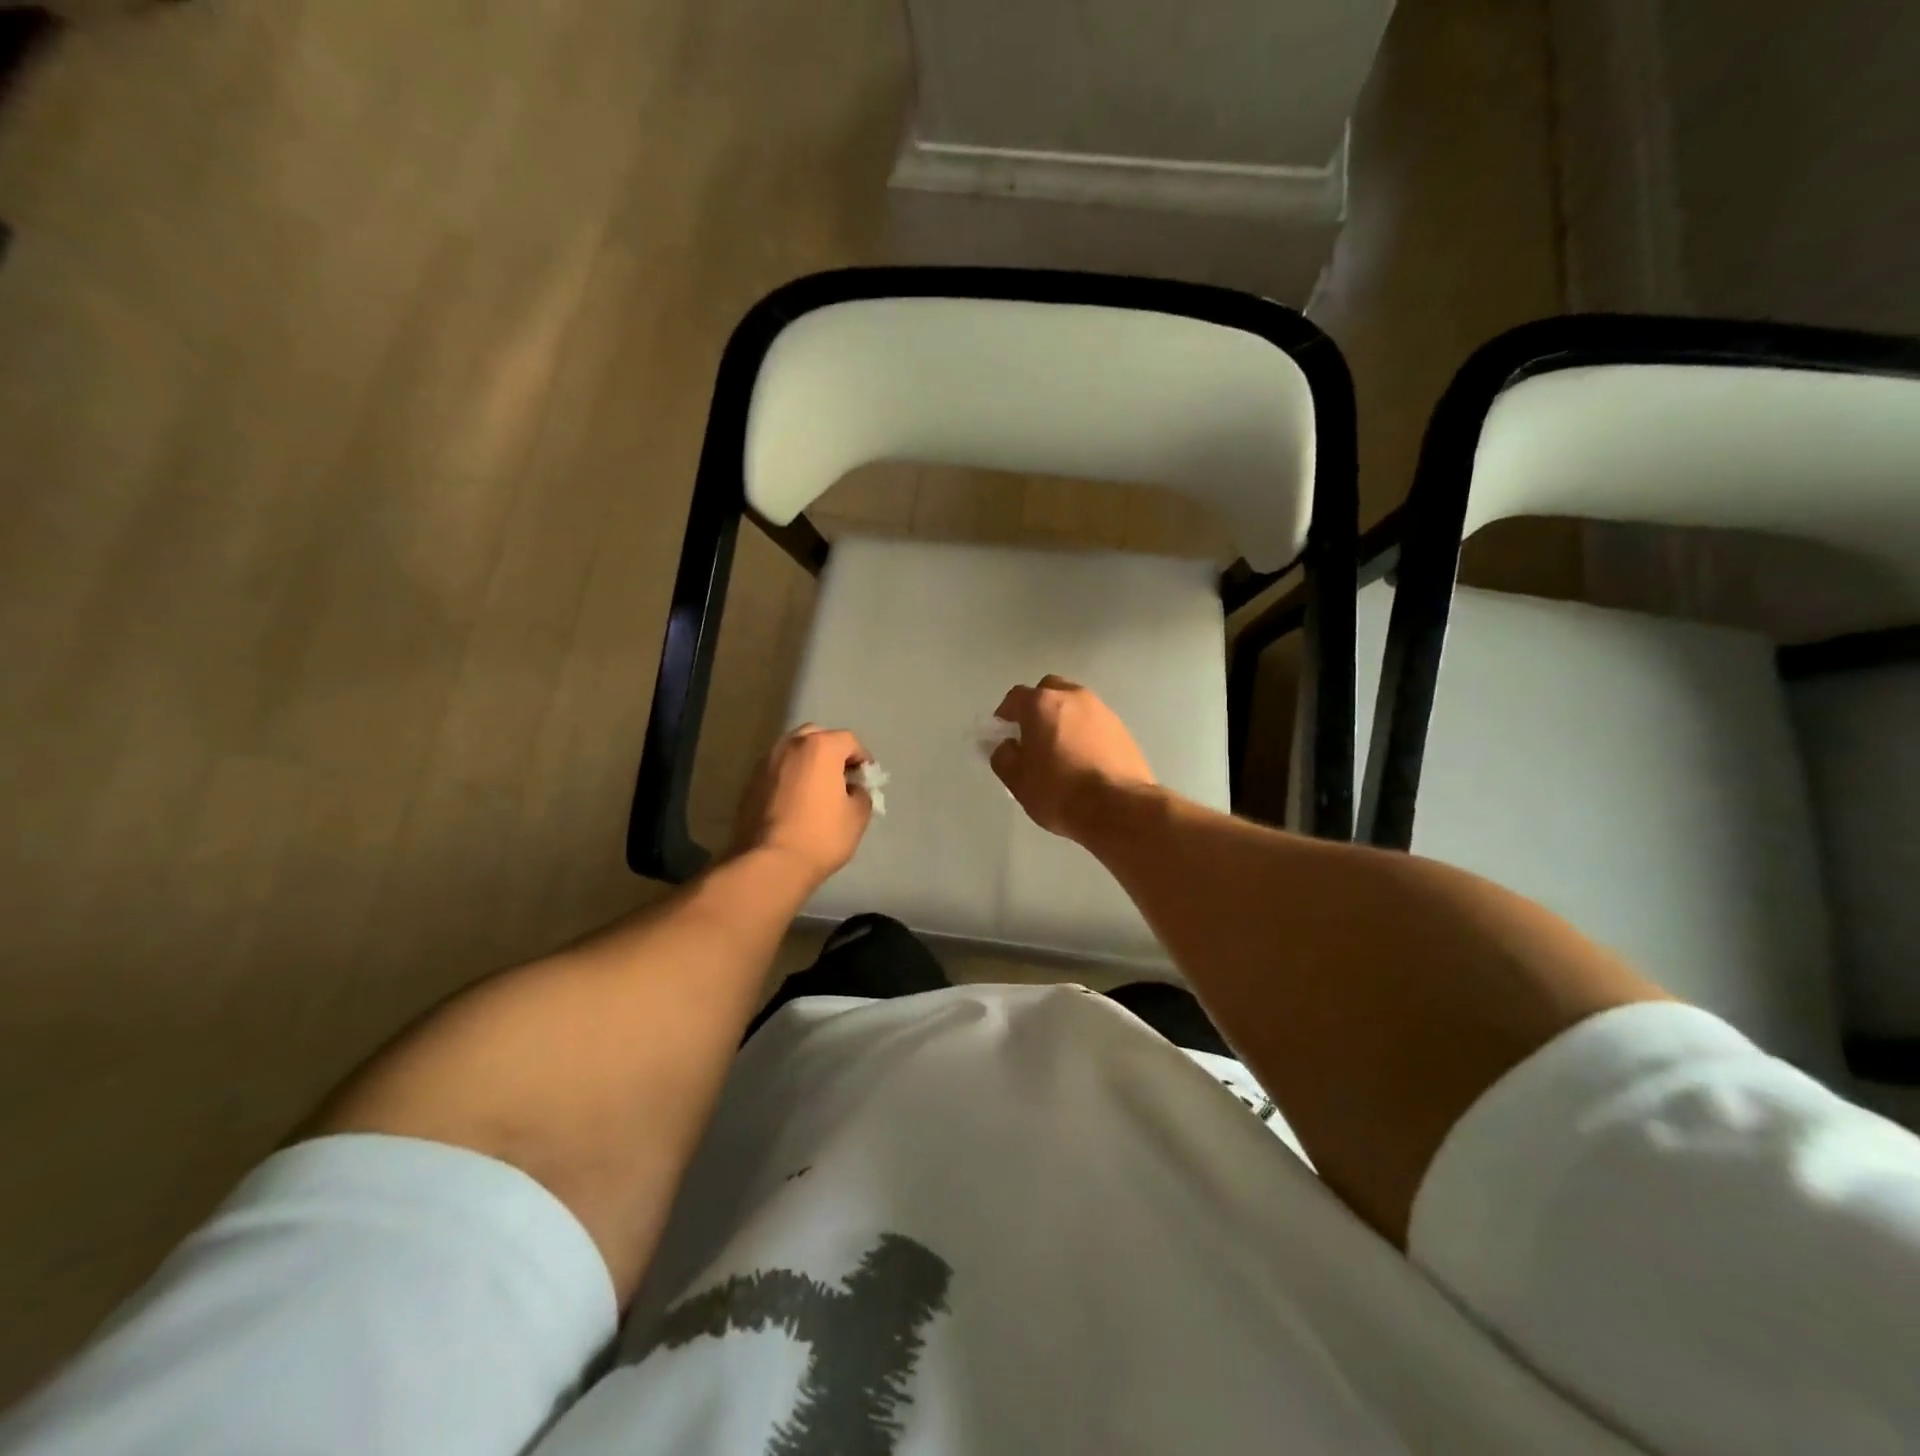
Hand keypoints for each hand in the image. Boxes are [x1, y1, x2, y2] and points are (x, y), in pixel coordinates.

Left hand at [730, 725, 874, 885]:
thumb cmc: (820, 836)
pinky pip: (776, 771)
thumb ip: (861, 794)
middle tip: (840, 777)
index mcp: (820, 747)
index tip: (866, 778)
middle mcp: (790, 746)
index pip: (849, 740)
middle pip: (816, 737)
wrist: (769, 863)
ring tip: (816, 789)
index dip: (862, 758)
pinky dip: (789, 778)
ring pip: (792, 752)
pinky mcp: (749, 783)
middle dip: (831, 752)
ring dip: (807, 763)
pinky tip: (794, 802)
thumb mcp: (858, 816)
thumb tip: (852, 790)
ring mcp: (765, 763)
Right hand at [989, 675, 1153, 839]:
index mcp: (1042, 704)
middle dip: (1037, 708)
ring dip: (1064, 719)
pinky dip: (1085, 733)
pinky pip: (1095, 723)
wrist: (1118, 808)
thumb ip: (1004, 757)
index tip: (1003, 734)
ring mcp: (1102, 710)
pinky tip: (1084, 759)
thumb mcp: (1018, 780)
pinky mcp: (1123, 728)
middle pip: (1049, 691)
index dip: (1005, 714)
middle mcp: (1073, 697)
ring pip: (1075, 705)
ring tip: (1060, 750)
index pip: (1015, 697)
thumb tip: (1007, 746)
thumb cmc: (1059, 791)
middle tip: (1033, 736)